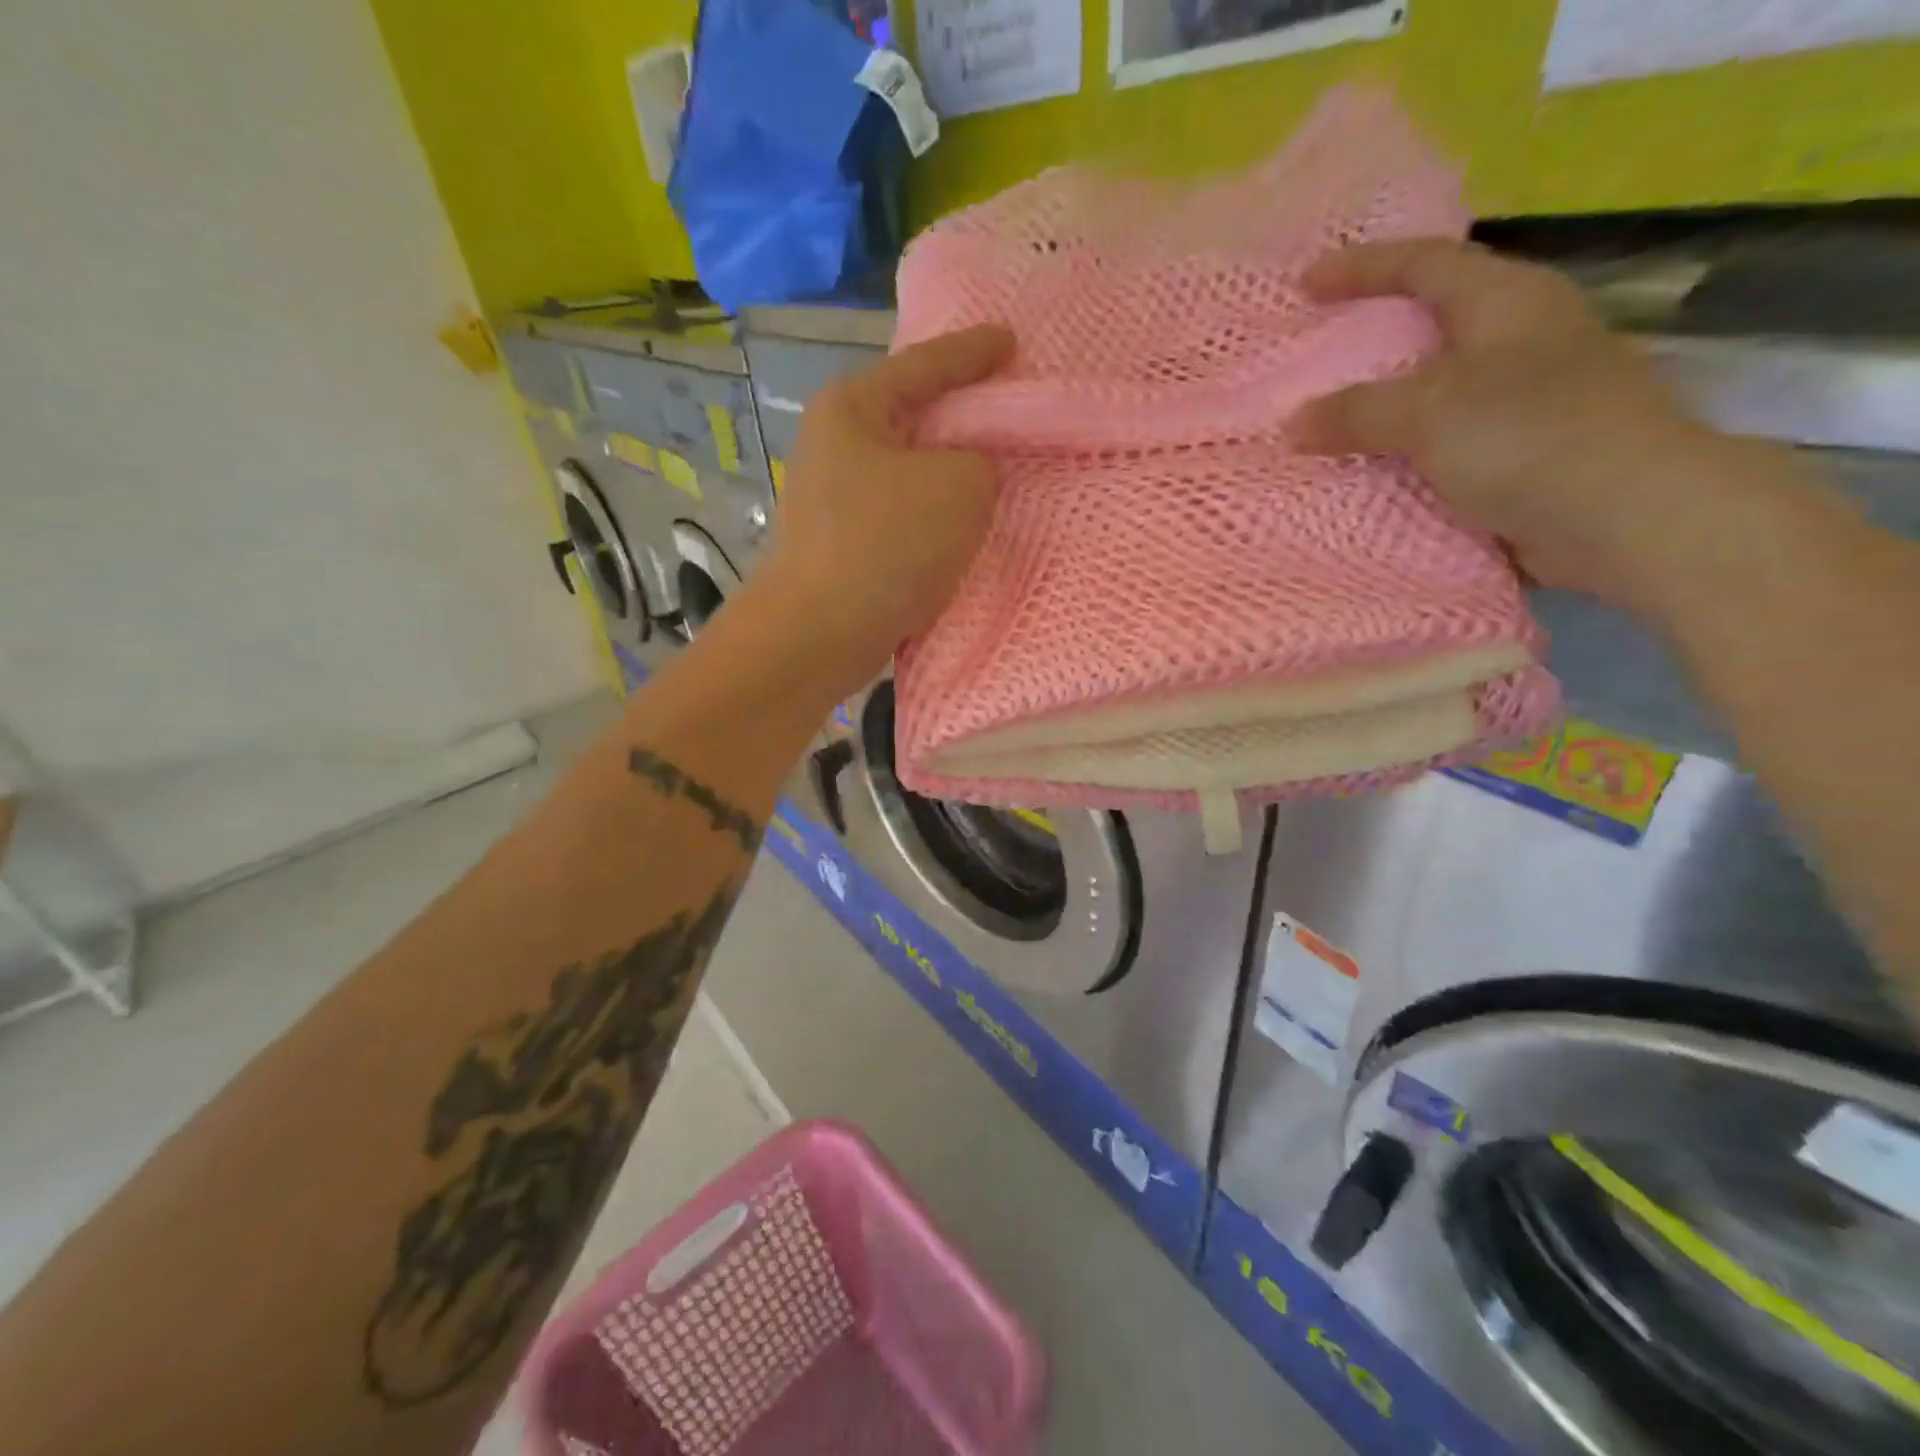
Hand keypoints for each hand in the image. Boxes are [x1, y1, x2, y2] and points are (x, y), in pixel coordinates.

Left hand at [749, 324, 1014, 695]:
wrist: (819, 634)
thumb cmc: (886, 544)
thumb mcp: (961, 485)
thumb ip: (981, 463)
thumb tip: (967, 477)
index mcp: (853, 406)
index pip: (925, 364)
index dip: (974, 352)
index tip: (1012, 341)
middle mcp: (835, 444)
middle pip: (914, 417)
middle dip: (962, 417)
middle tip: (1009, 410)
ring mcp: (834, 499)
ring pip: (910, 473)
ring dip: (951, 477)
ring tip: (998, 476)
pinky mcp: (844, 546)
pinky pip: (903, 517)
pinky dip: (935, 519)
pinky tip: (964, 529)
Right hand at [1291, 239, 1763, 619]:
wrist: (1624, 516)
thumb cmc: (1529, 436)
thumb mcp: (1429, 412)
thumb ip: (1356, 412)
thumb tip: (1293, 423)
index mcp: (1507, 301)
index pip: (1425, 263)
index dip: (1364, 267)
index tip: (1306, 282)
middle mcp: (1520, 339)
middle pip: (1434, 321)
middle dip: (1374, 334)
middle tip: (1318, 351)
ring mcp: (1526, 399)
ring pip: (1436, 388)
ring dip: (1385, 402)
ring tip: (1330, 417)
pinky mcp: (1523, 453)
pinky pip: (1443, 441)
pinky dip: (1404, 450)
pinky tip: (1369, 469)